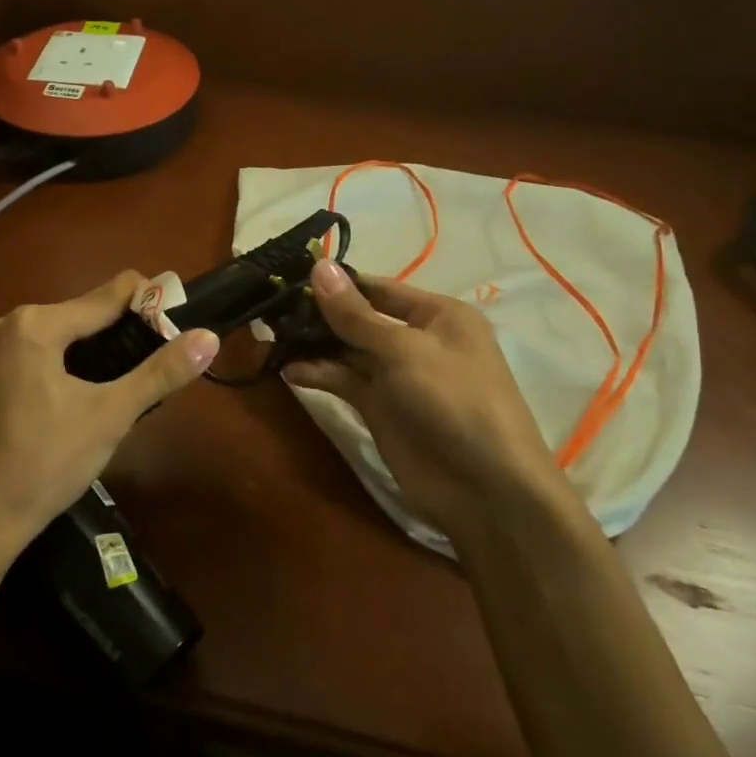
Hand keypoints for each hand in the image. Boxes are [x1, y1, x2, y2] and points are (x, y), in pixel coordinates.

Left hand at [0, 272, 218, 570]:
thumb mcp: (108, 418)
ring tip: (53, 405)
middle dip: (83, 343)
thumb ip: (159, 373)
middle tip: (103, 382)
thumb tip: (207, 337)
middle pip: (55, 323)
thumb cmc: (42, 468)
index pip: (100, 299)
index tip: (155, 308)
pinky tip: (6, 417)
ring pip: (15, 345)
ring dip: (39, 361)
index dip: (135, 302)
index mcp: (33, 326)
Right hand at [285, 259, 557, 540]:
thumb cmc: (454, 401)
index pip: (378, 288)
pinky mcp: (381, 408)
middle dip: (319, 313)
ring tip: (270, 335)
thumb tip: (319, 266)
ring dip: (313, 344)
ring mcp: (398, 376)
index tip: (291, 276)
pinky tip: (288, 370)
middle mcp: (417, 340)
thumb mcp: (404, 350)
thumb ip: (356, 314)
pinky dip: (319, 374)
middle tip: (271, 307)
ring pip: (348, 350)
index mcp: (438, 315)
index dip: (338, 283)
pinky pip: (345, 381)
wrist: (485, 490)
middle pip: (360, 318)